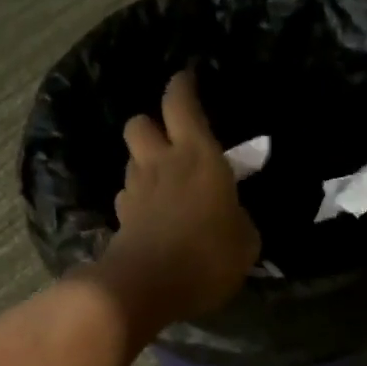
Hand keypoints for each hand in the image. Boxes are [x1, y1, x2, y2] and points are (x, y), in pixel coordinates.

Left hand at [95, 69, 261, 325]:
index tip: (187, 79)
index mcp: (198, 156)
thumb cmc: (208, 257)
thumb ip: (239, 221)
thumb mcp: (245, 243)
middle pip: (141, 122)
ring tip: (162, 183)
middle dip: (152, 125)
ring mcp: (136, 191)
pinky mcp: (121, 219)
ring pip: (132, 160)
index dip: (182, 86)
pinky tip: (150, 217)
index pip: (181, 102)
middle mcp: (161, 163)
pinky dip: (137, 201)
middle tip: (169, 142)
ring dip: (144, 164)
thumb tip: (233, 217)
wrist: (148, 287)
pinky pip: (127, 197)